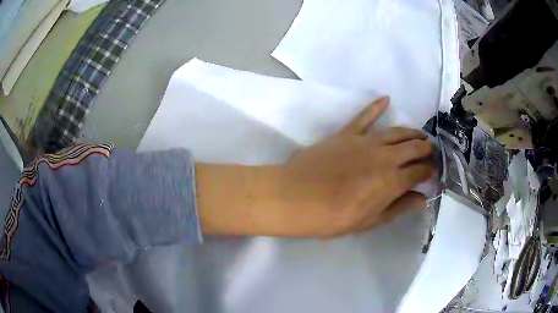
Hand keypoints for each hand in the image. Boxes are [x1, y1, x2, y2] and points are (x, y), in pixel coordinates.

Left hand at [196, 97, 434, 237]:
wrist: (295, 198)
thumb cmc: (333, 217)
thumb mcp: (369, 221)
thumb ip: (398, 207)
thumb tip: (422, 198)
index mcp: (392, 181)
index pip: (420, 171)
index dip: (430, 171)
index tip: (434, 172)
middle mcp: (385, 156)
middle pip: (414, 147)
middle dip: (426, 149)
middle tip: (432, 151)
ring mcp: (365, 141)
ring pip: (396, 130)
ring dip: (411, 132)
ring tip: (420, 135)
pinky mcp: (346, 133)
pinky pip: (364, 116)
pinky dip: (375, 106)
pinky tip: (386, 98)